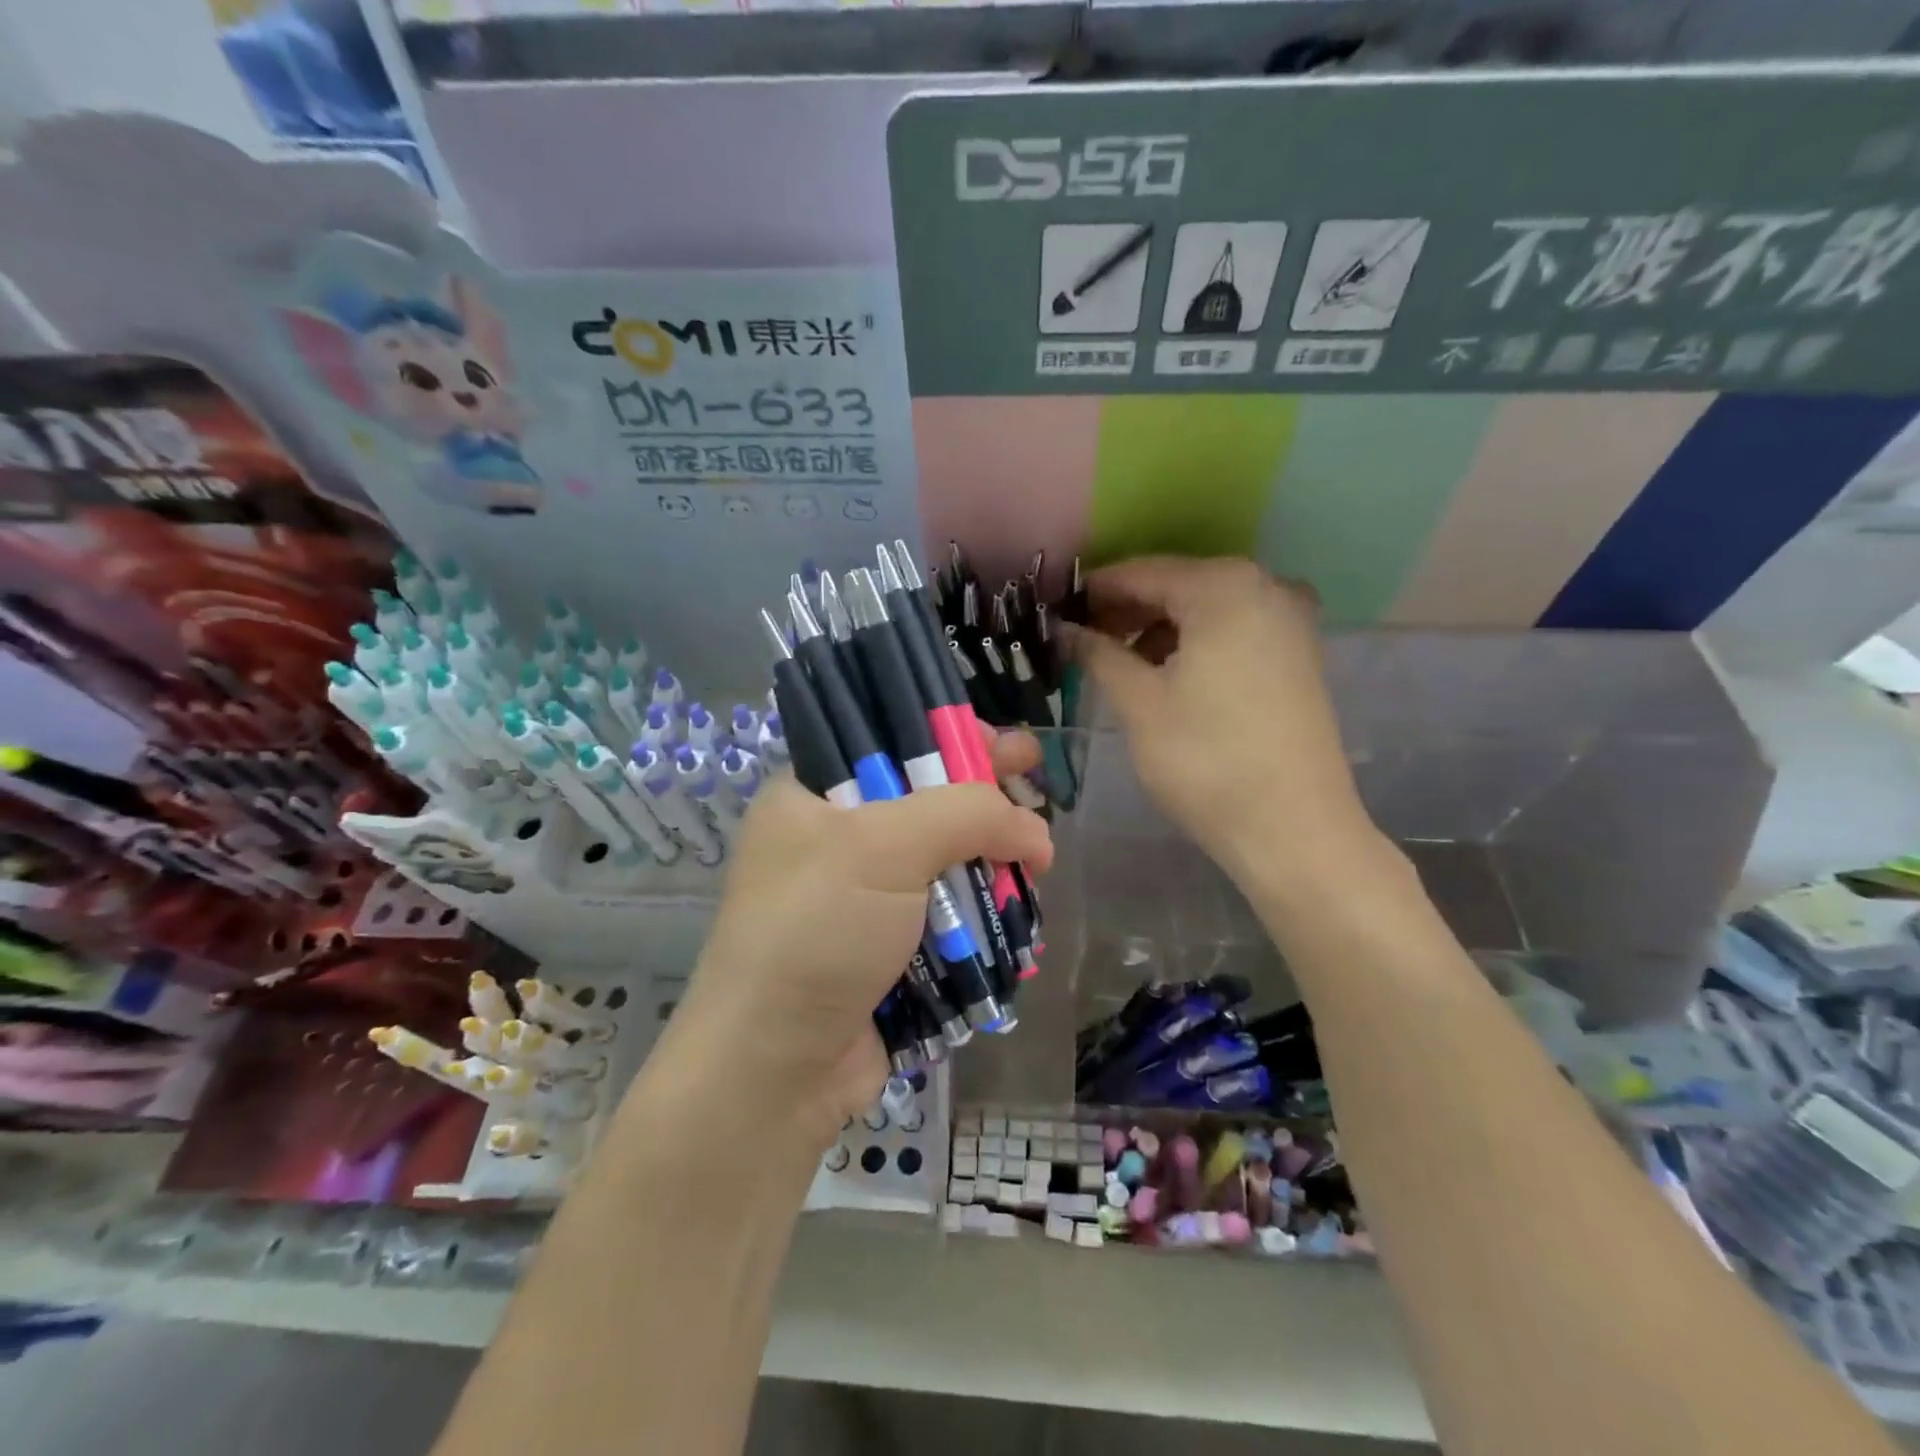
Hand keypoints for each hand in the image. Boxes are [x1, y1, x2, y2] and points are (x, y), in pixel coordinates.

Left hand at [658, 730, 1052, 1146]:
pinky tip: (1020, 900)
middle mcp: (833, 840)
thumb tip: (1036, 833)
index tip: (1001, 742)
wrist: (777, 1070)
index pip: (887, 743)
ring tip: (1039, 851)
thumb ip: (967, 815)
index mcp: (810, 797)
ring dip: (990, 856)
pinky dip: (983, 906)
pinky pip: (947, 912)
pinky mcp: (889, 948)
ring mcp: (862, 898)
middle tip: (1033, 776)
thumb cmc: (818, 933)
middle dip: (982, 793)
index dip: (948, 735)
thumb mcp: (884, 847)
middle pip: (925, 799)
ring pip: (943, 859)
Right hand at [1071, 556, 1372, 883]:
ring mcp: (1289, 620)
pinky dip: (1194, 642)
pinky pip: (1233, 630)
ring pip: (1205, 609)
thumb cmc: (1205, 761)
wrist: (1293, 830)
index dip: (1091, 592)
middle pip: (1176, 585)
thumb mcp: (1139, 703)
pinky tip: (1165, 674)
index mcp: (1223, 588)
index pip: (1140, 573)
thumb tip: (1063, 629)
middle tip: (1079, 641)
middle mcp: (1265, 586)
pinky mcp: (1299, 654)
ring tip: (1117, 663)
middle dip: (1124, 610)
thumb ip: (1097, 653)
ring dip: (1157, 628)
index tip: (1054, 612)